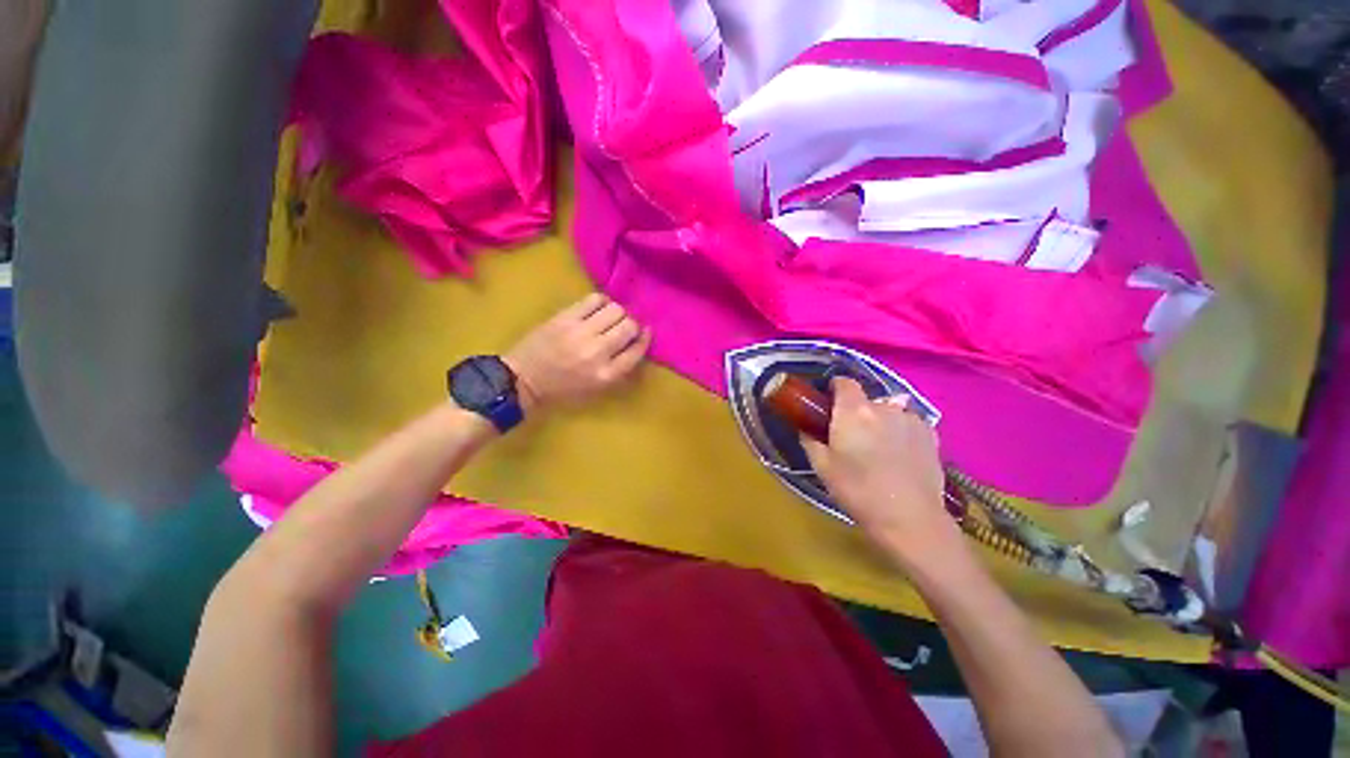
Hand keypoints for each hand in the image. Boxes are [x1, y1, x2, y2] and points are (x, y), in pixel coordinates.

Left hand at [504, 294, 651, 412]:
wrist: (523, 379)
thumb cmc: (563, 389)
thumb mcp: (597, 388)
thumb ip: (619, 368)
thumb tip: (637, 343)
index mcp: (606, 374)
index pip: (637, 350)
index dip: (644, 338)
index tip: (645, 332)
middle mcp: (597, 352)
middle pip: (629, 326)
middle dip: (631, 325)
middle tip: (624, 327)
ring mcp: (580, 332)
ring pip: (615, 310)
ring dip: (618, 313)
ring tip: (610, 317)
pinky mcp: (565, 318)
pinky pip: (594, 299)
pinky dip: (602, 301)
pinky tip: (598, 308)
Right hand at [802, 378, 961, 566]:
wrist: (909, 519)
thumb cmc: (858, 491)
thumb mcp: (822, 467)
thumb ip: (810, 440)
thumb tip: (806, 428)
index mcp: (854, 411)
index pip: (844, 381)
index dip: (834, 388)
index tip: (828, 403)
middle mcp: (884, 407)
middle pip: (866, 399)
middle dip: (856, 412)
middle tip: (850, 436)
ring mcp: (911, 419)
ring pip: (889, 412)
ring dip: (880, 422)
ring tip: (879, 448)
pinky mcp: (931, 435)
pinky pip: (908, 424)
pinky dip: (901, 431)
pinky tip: (900, 455)